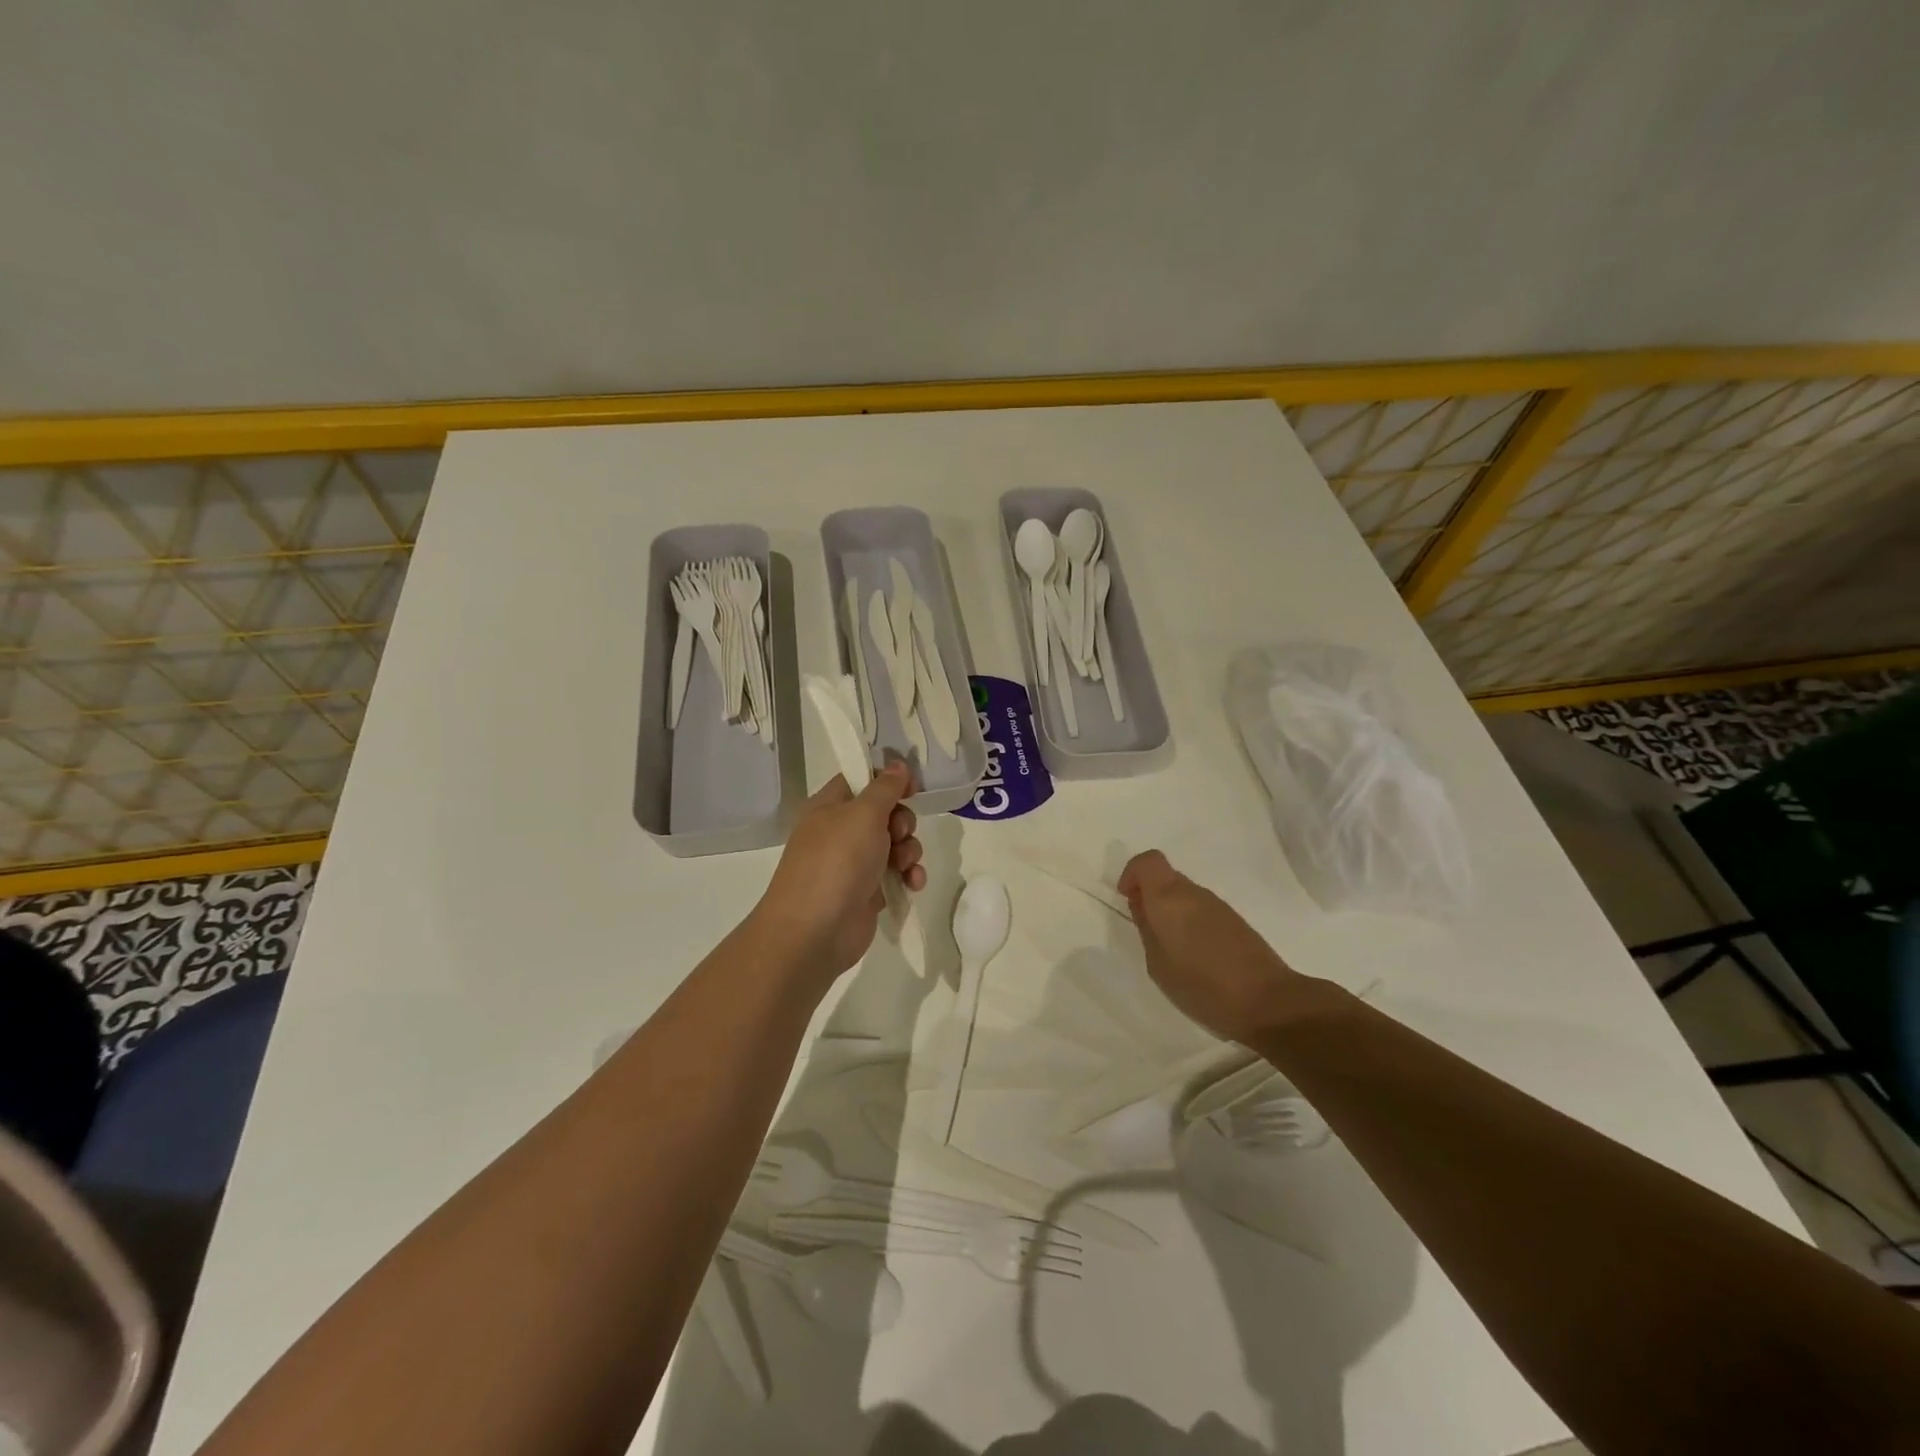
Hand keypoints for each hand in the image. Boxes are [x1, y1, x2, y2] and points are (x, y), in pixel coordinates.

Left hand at [753, 762, 925, 983]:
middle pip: (883, 813)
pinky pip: (895, 875)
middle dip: (902, 822)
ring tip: (905, 865)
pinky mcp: (866, 893)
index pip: (861, 780)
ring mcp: (853, 864)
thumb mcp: (863, 814)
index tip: (913, 787)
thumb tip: (897, 766)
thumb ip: (885, 788)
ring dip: (909, 851)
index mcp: (829, 807)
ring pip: (894, 845)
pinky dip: (908, 876)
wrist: (815, 931)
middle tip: (899, 834)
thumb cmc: (836, 862)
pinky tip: (913, 884)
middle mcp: (839, 832)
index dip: (888, 780)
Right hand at [1119, 850, 1305, 1043]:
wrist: (1268, 1003)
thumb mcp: (1158, 964)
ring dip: (1172, 911)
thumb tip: (1142, 906)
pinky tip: (1196, 956)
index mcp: (1169, 898)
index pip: (1148, 861)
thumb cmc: (1202, 986)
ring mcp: (1219, 906)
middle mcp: (1194, 893)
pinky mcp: (1236, 922)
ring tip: (1171, 949)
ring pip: (1185, 894)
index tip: (1127, 899)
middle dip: (1150, 895)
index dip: (1133, 874)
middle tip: (1146, 929)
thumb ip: (1147, 929)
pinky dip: (1191, 922)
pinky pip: (1202, 910)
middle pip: (1166, 877)